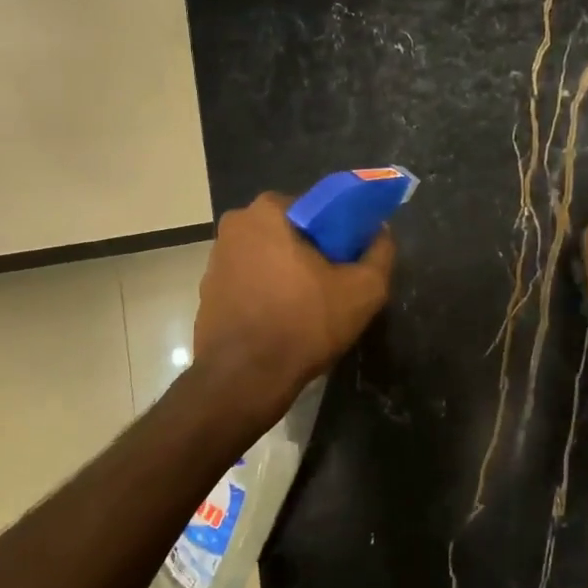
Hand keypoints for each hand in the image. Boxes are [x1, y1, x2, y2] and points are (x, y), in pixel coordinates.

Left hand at [193, 192, 395, 420]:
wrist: (244, 379)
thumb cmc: (304, 324)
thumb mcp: (364, 290)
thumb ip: (380, 253)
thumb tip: (380, 233)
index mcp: (268, 211)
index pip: (317, 208)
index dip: (340, 232)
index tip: (351, 259)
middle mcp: (235, 225)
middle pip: (291, 232)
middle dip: (313, 252)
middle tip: (335, 285)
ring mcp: (215, 259)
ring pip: (268, 257)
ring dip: (288, 273)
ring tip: (310, 307)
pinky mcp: (207, 291)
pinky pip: (249, 282)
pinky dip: (267, 293)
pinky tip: (283, 321)